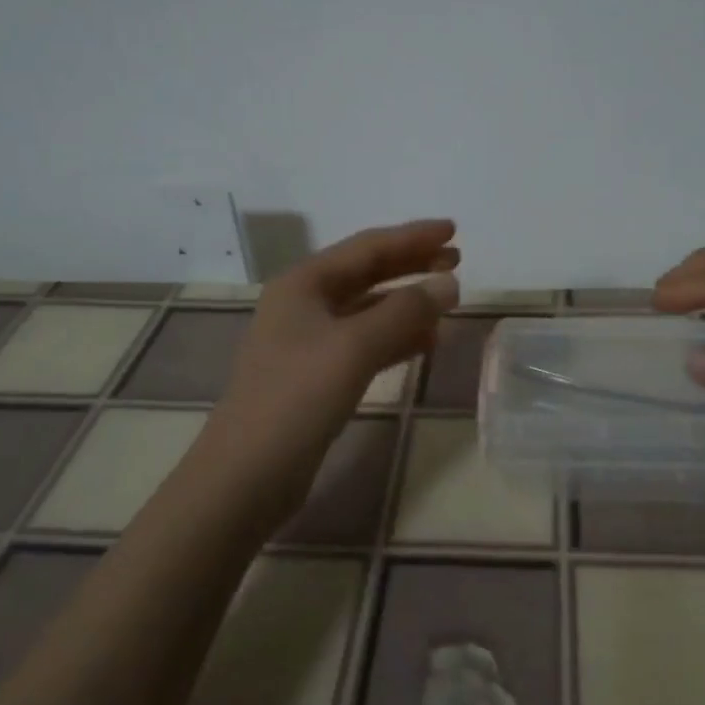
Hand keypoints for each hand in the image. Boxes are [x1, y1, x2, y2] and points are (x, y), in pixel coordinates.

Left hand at [212, 218, 459, 519]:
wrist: (247, 474)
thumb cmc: (297, 397)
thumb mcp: (355, 347)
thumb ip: (406, 311)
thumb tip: (450, 283)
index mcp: (304, 283)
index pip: (367, 247)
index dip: (413, 237)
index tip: (454, 230)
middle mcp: (304, 304)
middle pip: (368, 273)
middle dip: (412, 265)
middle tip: (457, 260)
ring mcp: (309, 341)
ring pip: (369, 309)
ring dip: (408, 302)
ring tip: (449, 300)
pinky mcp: (317, 375)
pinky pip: (366, 342)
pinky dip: (396, 337)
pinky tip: (426, 341)